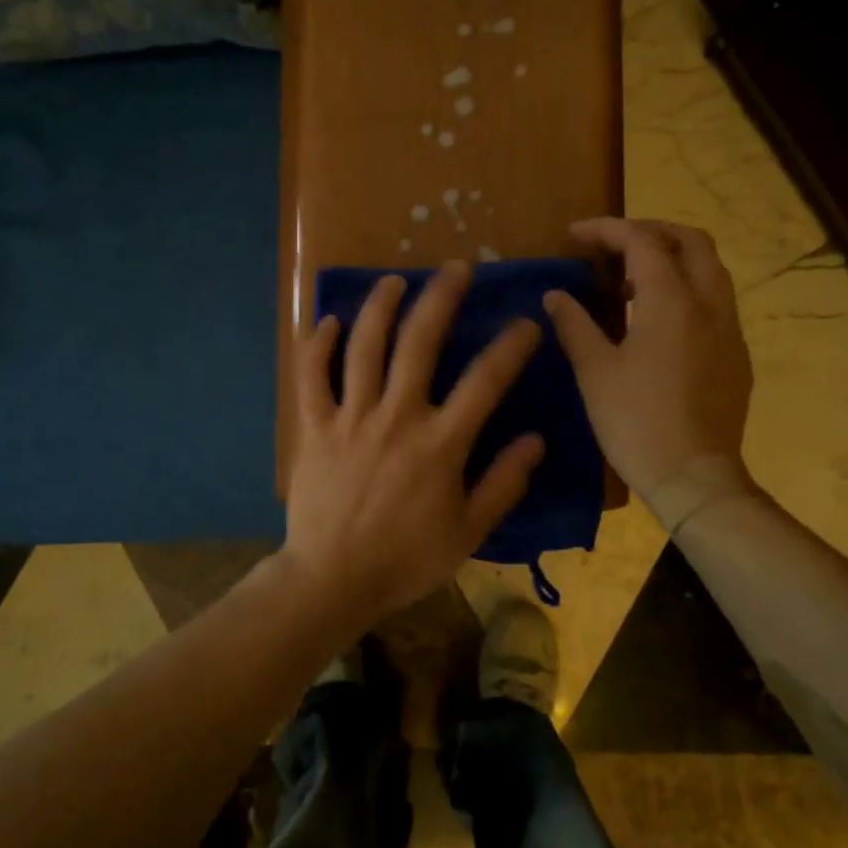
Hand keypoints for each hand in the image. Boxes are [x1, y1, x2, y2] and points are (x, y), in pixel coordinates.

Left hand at [283, 262, 545, 621]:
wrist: (333, 579)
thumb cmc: (406, 560)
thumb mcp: (468, 532)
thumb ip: (503, 483)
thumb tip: (535, 439)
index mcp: (440, 443)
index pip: (485, 381)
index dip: (509, 346)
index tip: (525, 323)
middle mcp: (396, 417)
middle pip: (420, 343)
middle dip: (441, 299)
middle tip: (455, 268)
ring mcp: (351, 418)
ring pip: (364, 347)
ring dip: (380, 307)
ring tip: (394, 280)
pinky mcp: (314, 427)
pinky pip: (312, 376)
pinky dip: (318, 346)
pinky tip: (329, 322)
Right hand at [543, 219, 758, 530]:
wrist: (694, 476)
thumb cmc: (636, 421)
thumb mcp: (594, 371)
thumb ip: (574, 324)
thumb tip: (555, 295)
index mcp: (671, 301)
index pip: (642, 242)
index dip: (607, 230)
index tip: (574, 235)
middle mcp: (709, 304)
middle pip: (690, 241)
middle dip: (649, 232)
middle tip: (612, 246)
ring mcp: (729, 329)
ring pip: (709, 270)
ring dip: (671, 259)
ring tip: (630, 282)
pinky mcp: (736, 355)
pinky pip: (715, 301)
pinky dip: (686, 289)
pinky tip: (656, 321)